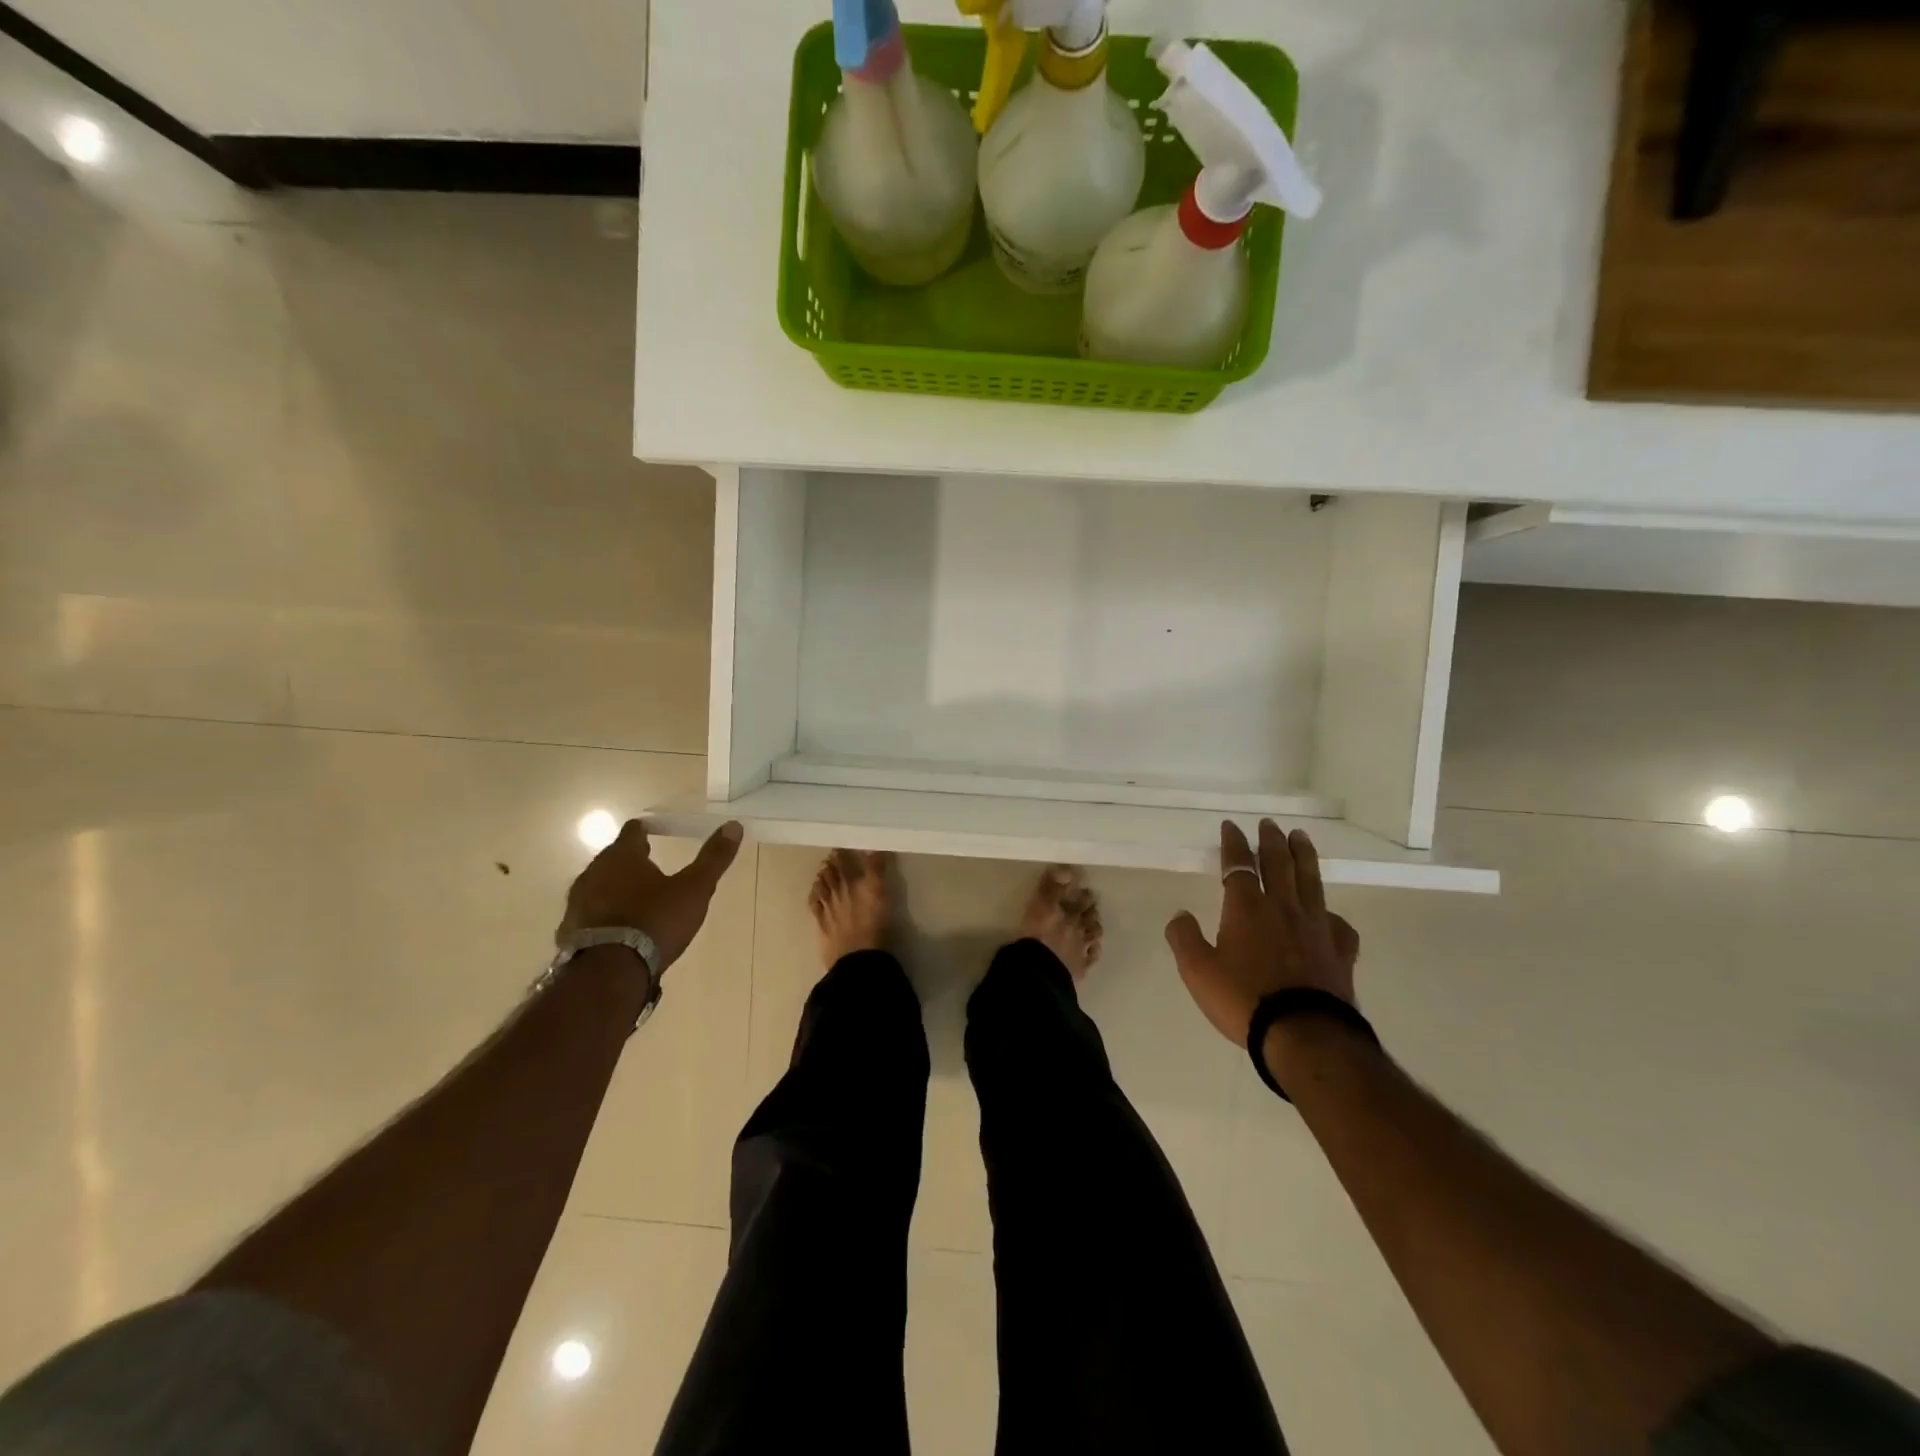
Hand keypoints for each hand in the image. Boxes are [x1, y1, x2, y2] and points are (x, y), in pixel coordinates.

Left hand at [556, 819, 743, 973]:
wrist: (609, 973)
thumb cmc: (655, 922)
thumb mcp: (695, 889)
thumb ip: (713, 858)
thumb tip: (733, 825)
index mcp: (622, 856)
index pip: (632, 832)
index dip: (645, 831)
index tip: (655, 833)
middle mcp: (594, 872)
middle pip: (613, 857)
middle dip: (631, 860)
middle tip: (652, 867)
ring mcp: (577, 902)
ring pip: (599, 885)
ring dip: (615, 887)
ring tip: (637, 899)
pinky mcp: (569, 930)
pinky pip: (590, 913)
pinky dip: (604, 914)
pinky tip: (618, 927)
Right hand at [1165, 820, 1361, 1047]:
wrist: (1304, 1034)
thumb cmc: (1244, 999)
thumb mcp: (1197, 971)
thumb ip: (1184, 938)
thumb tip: (1180, 915)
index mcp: (1247, 908)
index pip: (1239, 865)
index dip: (1234, 844)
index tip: (1231, 826)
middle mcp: (1283, 908)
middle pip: (1279, 864)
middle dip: (1272, 841)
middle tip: (1270, 824)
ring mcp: (1316, 928)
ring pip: (1310, 882)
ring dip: (1304, 857)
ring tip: (1301, 839)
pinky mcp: (1339, 952)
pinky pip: (1338, 925)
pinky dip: (1331, 915)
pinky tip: (1329, 916)